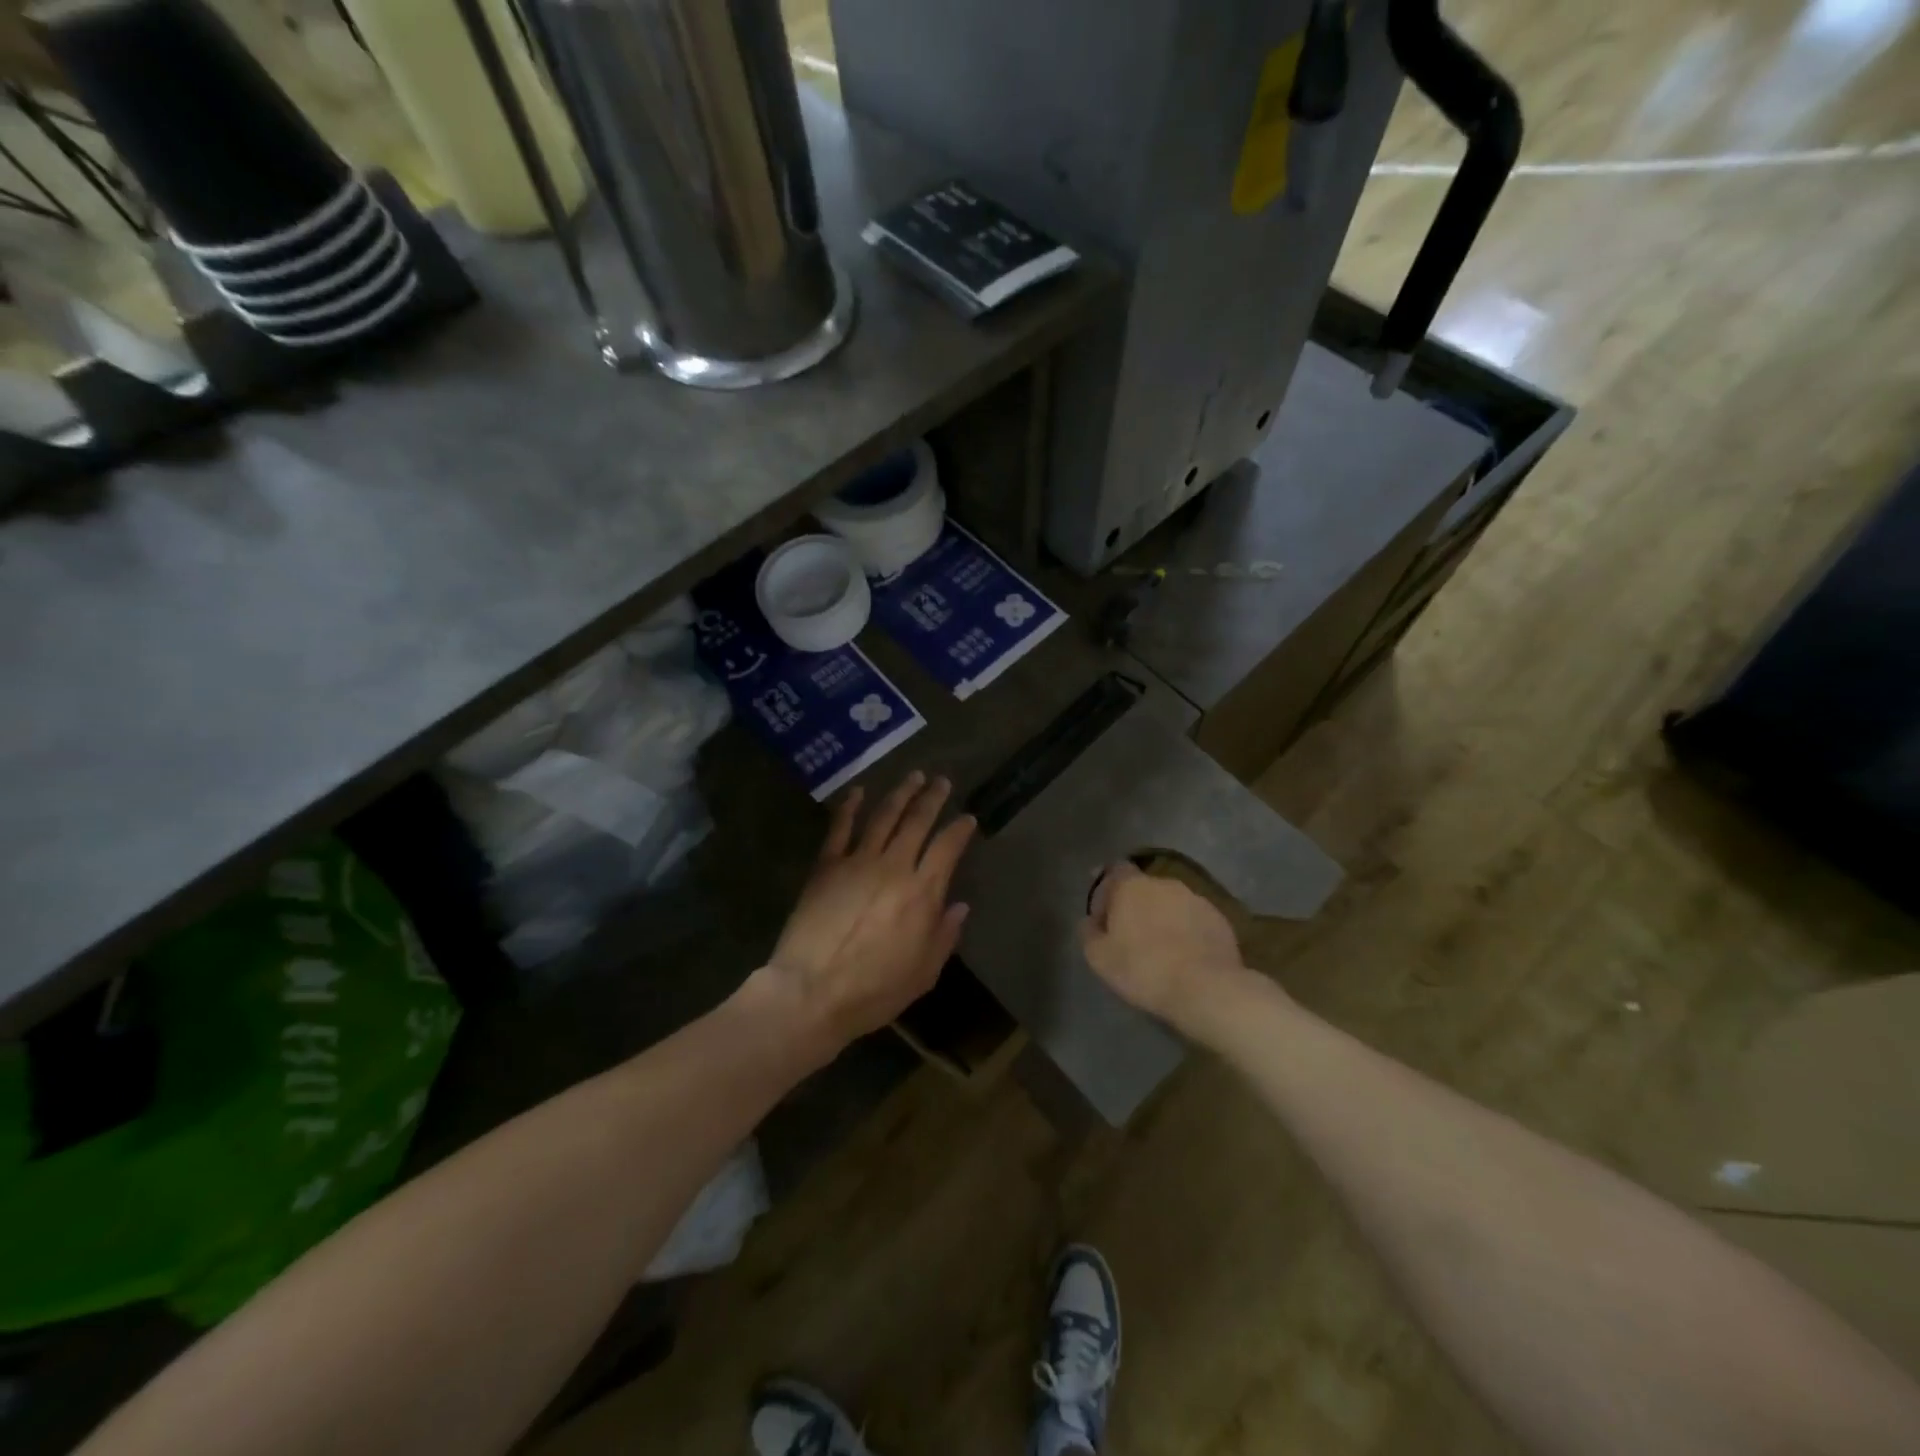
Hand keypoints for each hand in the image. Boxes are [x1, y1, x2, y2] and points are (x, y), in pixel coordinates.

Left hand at [764, 772, 974, 1057]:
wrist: (812, 992)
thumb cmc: (874, 990)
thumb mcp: (924, 973)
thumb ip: (945, 935)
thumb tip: (959, 906)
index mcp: (922, 892)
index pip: (948, 848)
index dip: (960, 829)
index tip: (968, 818)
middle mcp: (894, 867)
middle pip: (918, 822)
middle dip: (932, 798)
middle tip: (941, 780)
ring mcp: (857, 862)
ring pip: (884, 817)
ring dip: (900, 793)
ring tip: (913, 776)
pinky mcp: (826, 866)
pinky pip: (840, 828)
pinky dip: (849, 807)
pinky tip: (858, 791)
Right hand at [1079, 862, 1248, 1029]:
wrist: (1206, 988)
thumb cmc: (1143, 968)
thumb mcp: (1100, 957)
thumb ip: (1089, 933)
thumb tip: (1090, 921)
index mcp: (1132, 886)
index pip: (1115, 870)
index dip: (1107, 888)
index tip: (1103, 911)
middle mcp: (1164, 883)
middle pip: (1144, 888)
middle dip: (1136, 905)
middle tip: (1130, 935)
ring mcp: (1196, 899)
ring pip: (1171, 903)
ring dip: (1163, 918)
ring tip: (1160, 948)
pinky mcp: (1219, 919)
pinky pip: (1194, 920)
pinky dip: (1186, 931)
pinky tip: (1185, 956)